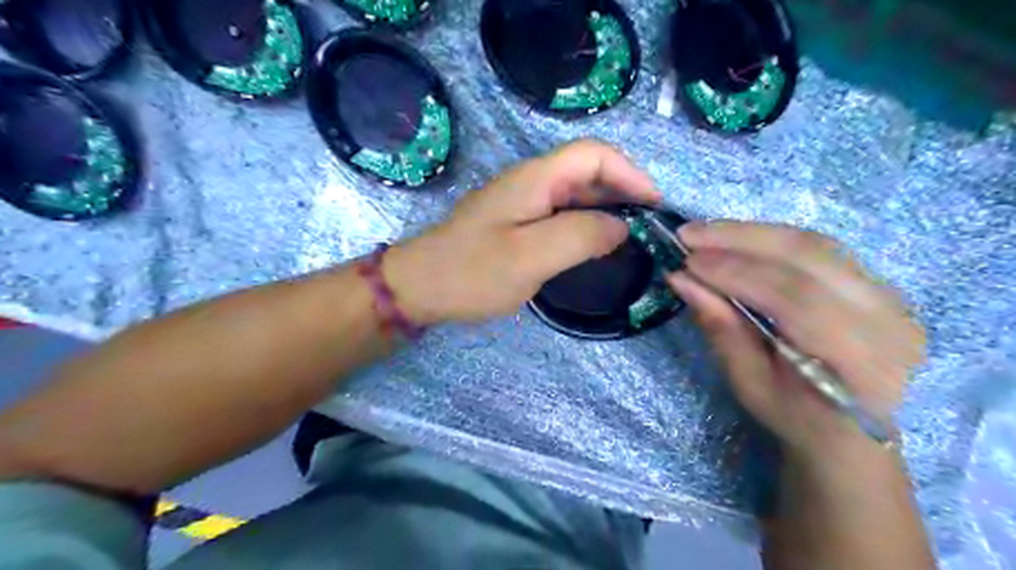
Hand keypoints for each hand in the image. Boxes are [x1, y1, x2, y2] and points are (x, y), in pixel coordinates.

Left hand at [387, 137, 658, 324]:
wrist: (420, 287)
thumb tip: (621, 226)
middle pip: (587, 171)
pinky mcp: (516, 223)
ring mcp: (521, 202)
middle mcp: (530, 182)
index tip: (653, 205)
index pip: (594, 154)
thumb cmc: (472, 272)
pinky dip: (585, 225)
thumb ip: (581, 236)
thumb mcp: (531, 257)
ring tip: (630, 237)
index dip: (629, 173)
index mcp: (535, 179)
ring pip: (575, 194)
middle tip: (647, 226)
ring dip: (606, 209)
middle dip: (623, 191)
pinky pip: (560, 214)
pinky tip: (594, 246)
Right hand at [673, 222, 925, 462]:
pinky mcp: (879, 283)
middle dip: (741, 240)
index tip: (688, 262)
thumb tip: (682, 280)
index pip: (795, 299)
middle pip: (810, 257)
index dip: (737, 274)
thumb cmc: (798, 418)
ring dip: (753, 233)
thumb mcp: (750, 384)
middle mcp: (887, 318)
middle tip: (690, 233)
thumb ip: (721, 328)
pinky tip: (738, 239)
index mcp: (860, 360)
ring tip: (706, 231)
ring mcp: (890, 295)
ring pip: (815, 244)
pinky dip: (771, 240)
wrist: (854, 431)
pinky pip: (820, 249)